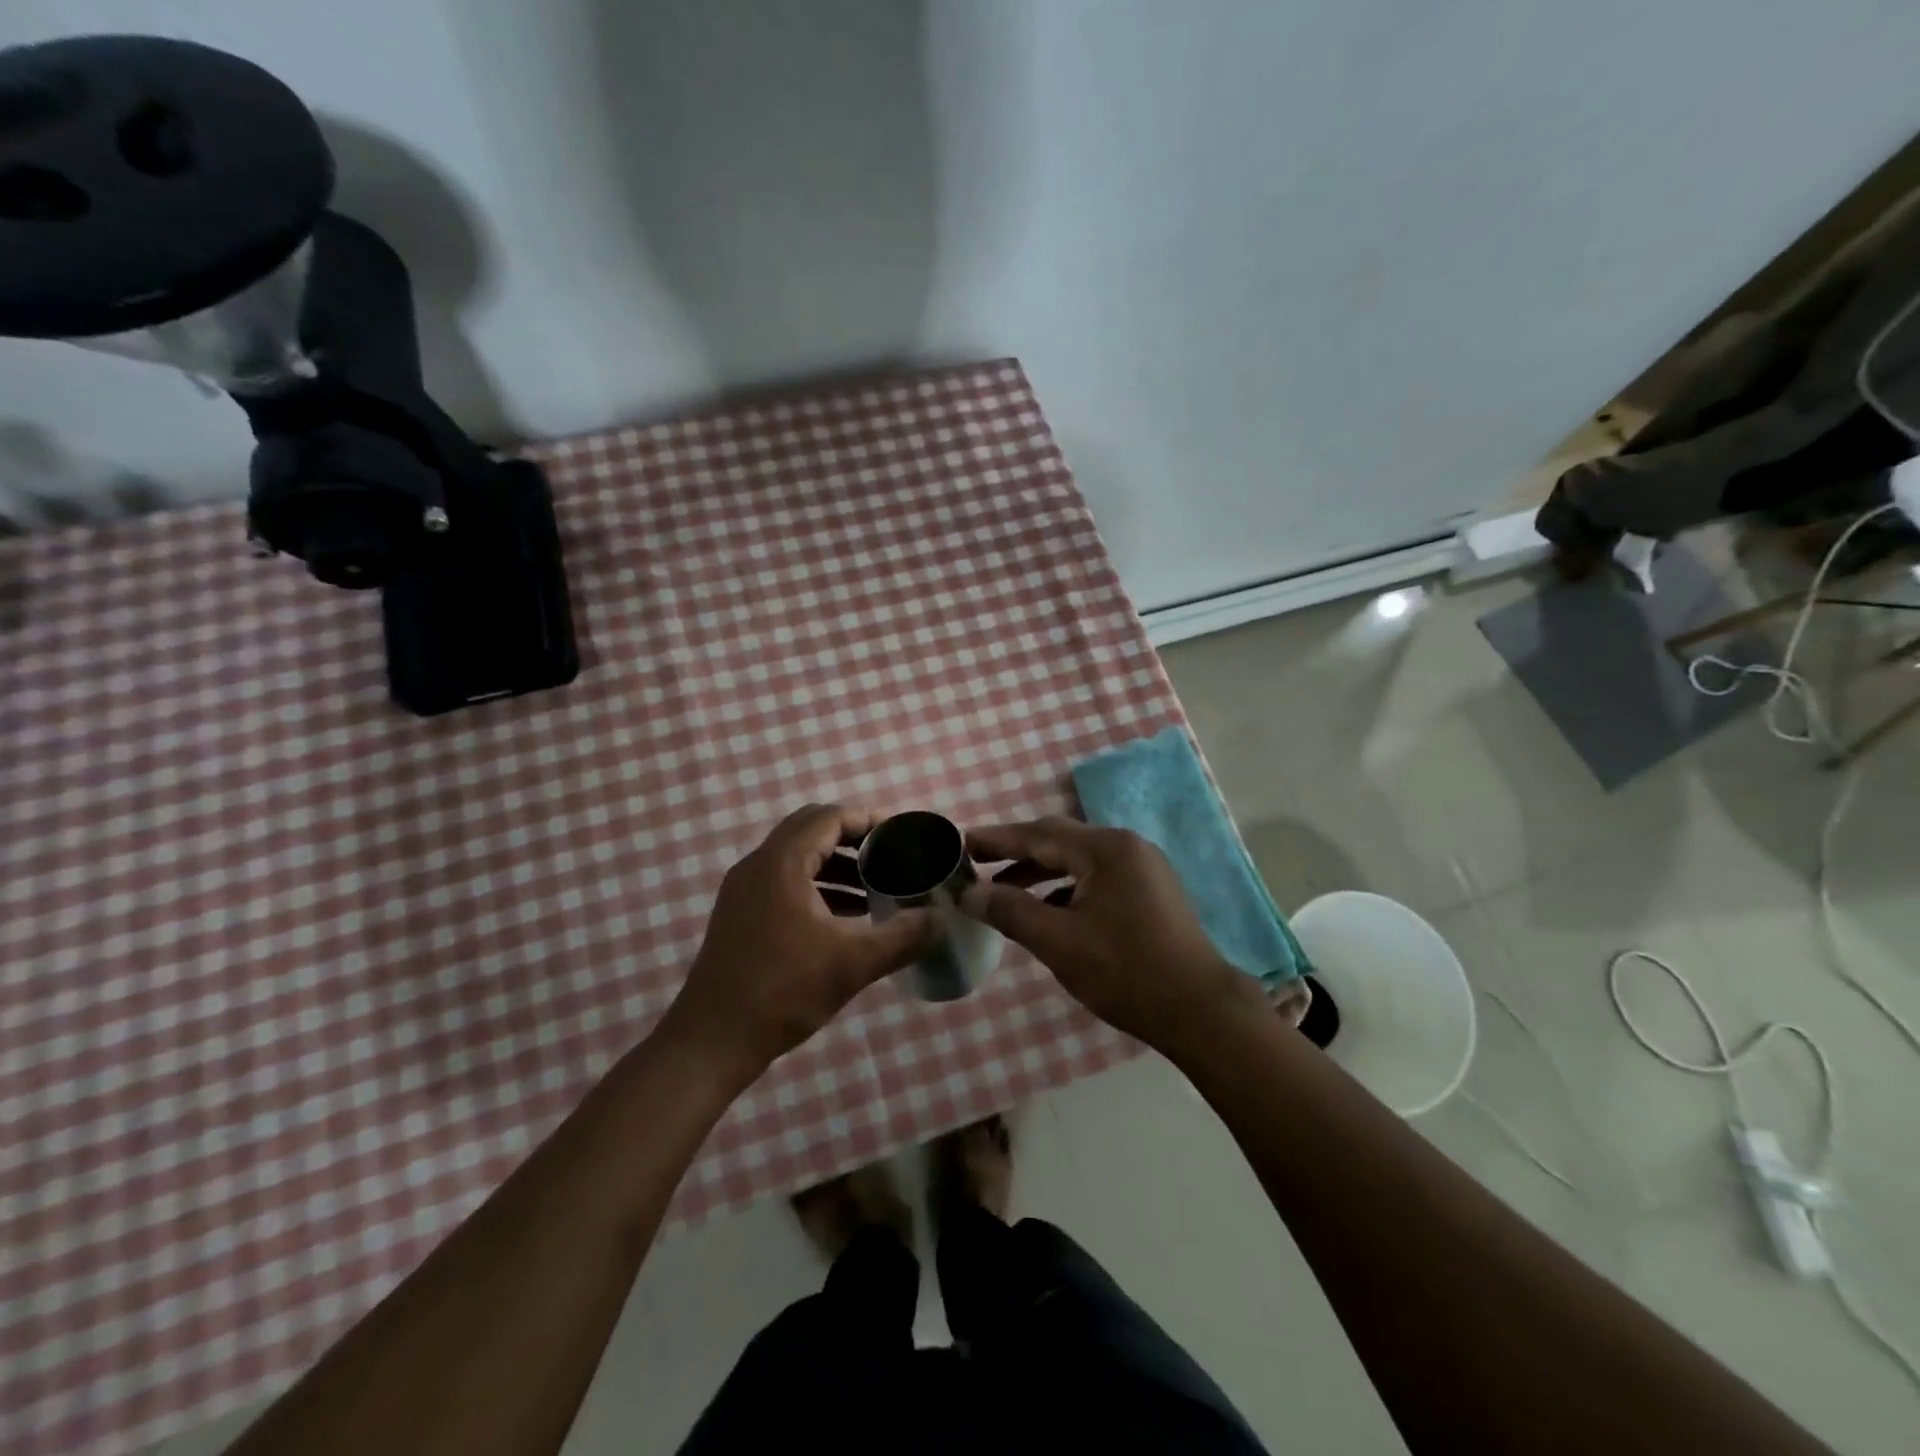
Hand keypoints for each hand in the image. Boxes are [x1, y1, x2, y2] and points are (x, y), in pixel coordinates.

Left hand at [662, 805, 934, 1080]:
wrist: (711, 1042)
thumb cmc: (782, 992)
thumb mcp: (852, 963)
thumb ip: (902, 936)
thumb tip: (942, 918)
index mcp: (781, 863)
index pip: (829, 817)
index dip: (868, 819)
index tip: (902, 834)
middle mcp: (758, 866)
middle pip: (811, 830)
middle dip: (854, 839)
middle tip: (891, 856)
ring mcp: (744, 891)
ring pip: (798, 858)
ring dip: (837, 865)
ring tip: (877, 888)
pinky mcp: (741, 915)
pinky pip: (786, 882)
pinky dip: (818, 887)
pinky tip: (846, 918)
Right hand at [964, 817, 1264, 1053]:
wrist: (1200, 1011)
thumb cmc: (1126, 972)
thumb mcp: (1059, 942)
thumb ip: (1011, 911)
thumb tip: (969, 894)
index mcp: (1106, 849)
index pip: (1039, 834)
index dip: (997, 839)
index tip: (961, 842)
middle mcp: (1126, 847)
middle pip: (1059, 841)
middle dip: (1016, 852)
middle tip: (976, 862)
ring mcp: (1142, 869)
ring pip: (1077, 861)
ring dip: (1039, 873)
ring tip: (1002, 891)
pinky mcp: (1149, 891)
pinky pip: (1095, 878)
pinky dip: (1065, 889)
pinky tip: (1045, 911)